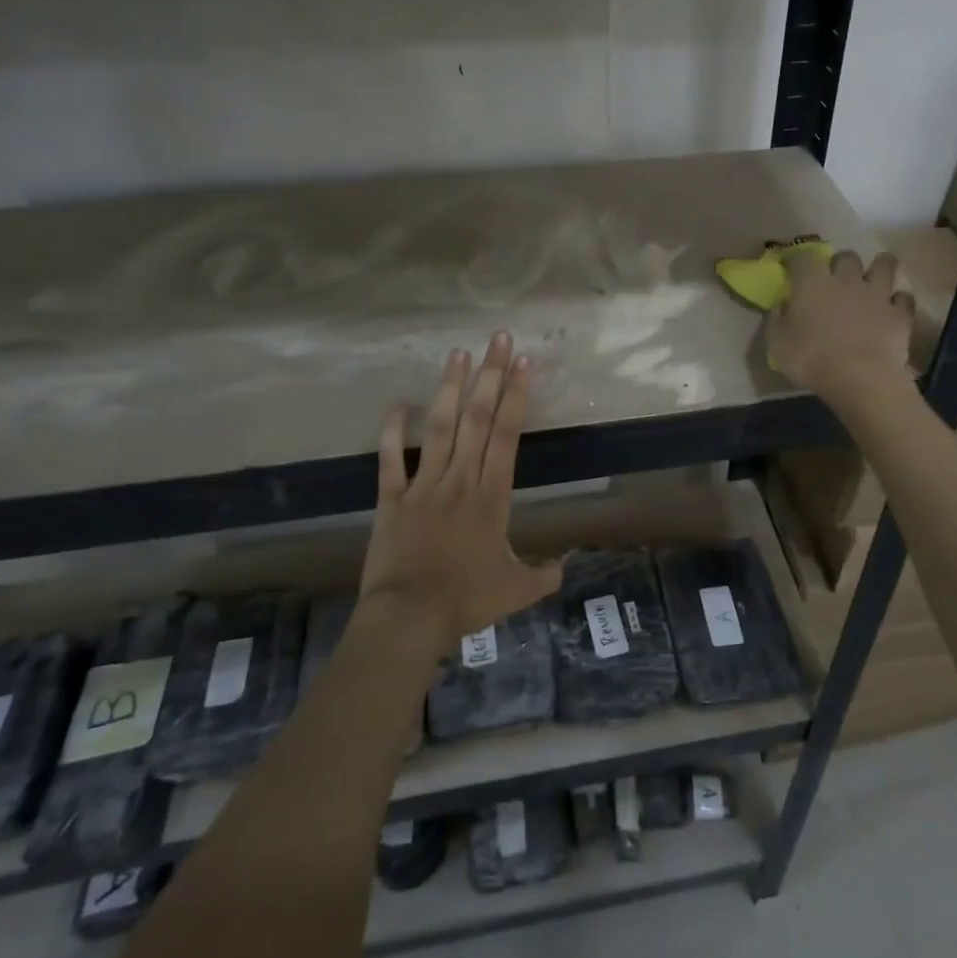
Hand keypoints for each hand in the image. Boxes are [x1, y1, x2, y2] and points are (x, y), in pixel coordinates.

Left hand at [359, 333, 561, 656]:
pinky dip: (393, 431)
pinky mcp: (392, 498)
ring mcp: (424, 485)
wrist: (410, 618)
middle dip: (490, 376)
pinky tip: (398, 403)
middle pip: (478, 419)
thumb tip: (565, 565)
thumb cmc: (467, 600)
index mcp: (493, 495)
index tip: (523, 362)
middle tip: (498, 339)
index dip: (517, 396)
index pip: (508, 434)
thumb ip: (544, 574)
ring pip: (440, 428)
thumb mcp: (517, 591)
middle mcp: (461, 479)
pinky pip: (391, 459)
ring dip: (449, 389)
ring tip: (457, 354)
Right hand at [767, 250, 916, 410]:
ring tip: (873, 279)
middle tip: (835, 279)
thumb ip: (777, 318)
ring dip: (878, 268)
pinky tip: (892, 308)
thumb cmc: (811, 360)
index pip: (802, 257)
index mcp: (813, 282)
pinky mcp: (900, 313)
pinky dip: (898, 300)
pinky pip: (904, 297)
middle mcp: (847, 279)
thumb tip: (782, 304)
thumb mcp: (777, 342)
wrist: (860, 379)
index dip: (796, 261)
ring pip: (884, 264)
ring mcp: (877, 294)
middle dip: (840, 264)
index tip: (792, 270)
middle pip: (846, 256)